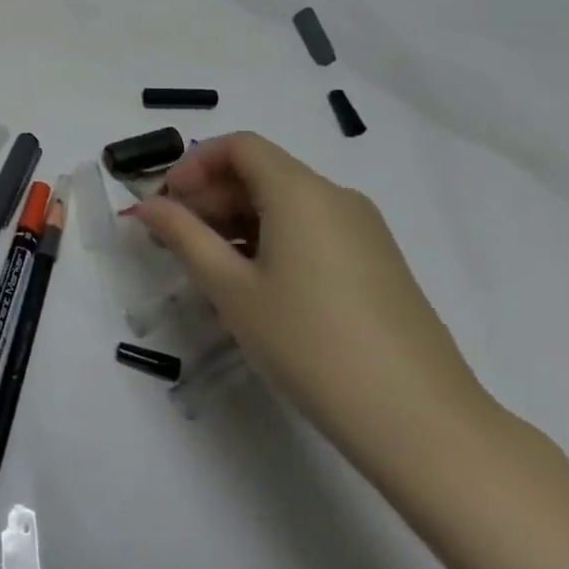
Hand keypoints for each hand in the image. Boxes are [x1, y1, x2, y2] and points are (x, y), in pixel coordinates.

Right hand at [129, 133, 496, 476]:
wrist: (420, 422)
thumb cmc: (310, 343)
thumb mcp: (231, 288)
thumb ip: (183, 236)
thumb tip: (147, 206)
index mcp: (301, 192)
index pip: (239, 146)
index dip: (194, 165)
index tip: (167, 203)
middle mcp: (336, 198)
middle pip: (260, 173)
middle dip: (209, 197)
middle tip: (174, 241)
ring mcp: (363, 231)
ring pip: (285, 204)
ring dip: (236, 221)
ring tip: (208, 269)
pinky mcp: (377, 263)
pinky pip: (311, 230)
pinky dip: (271, 241)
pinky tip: (254, 287)